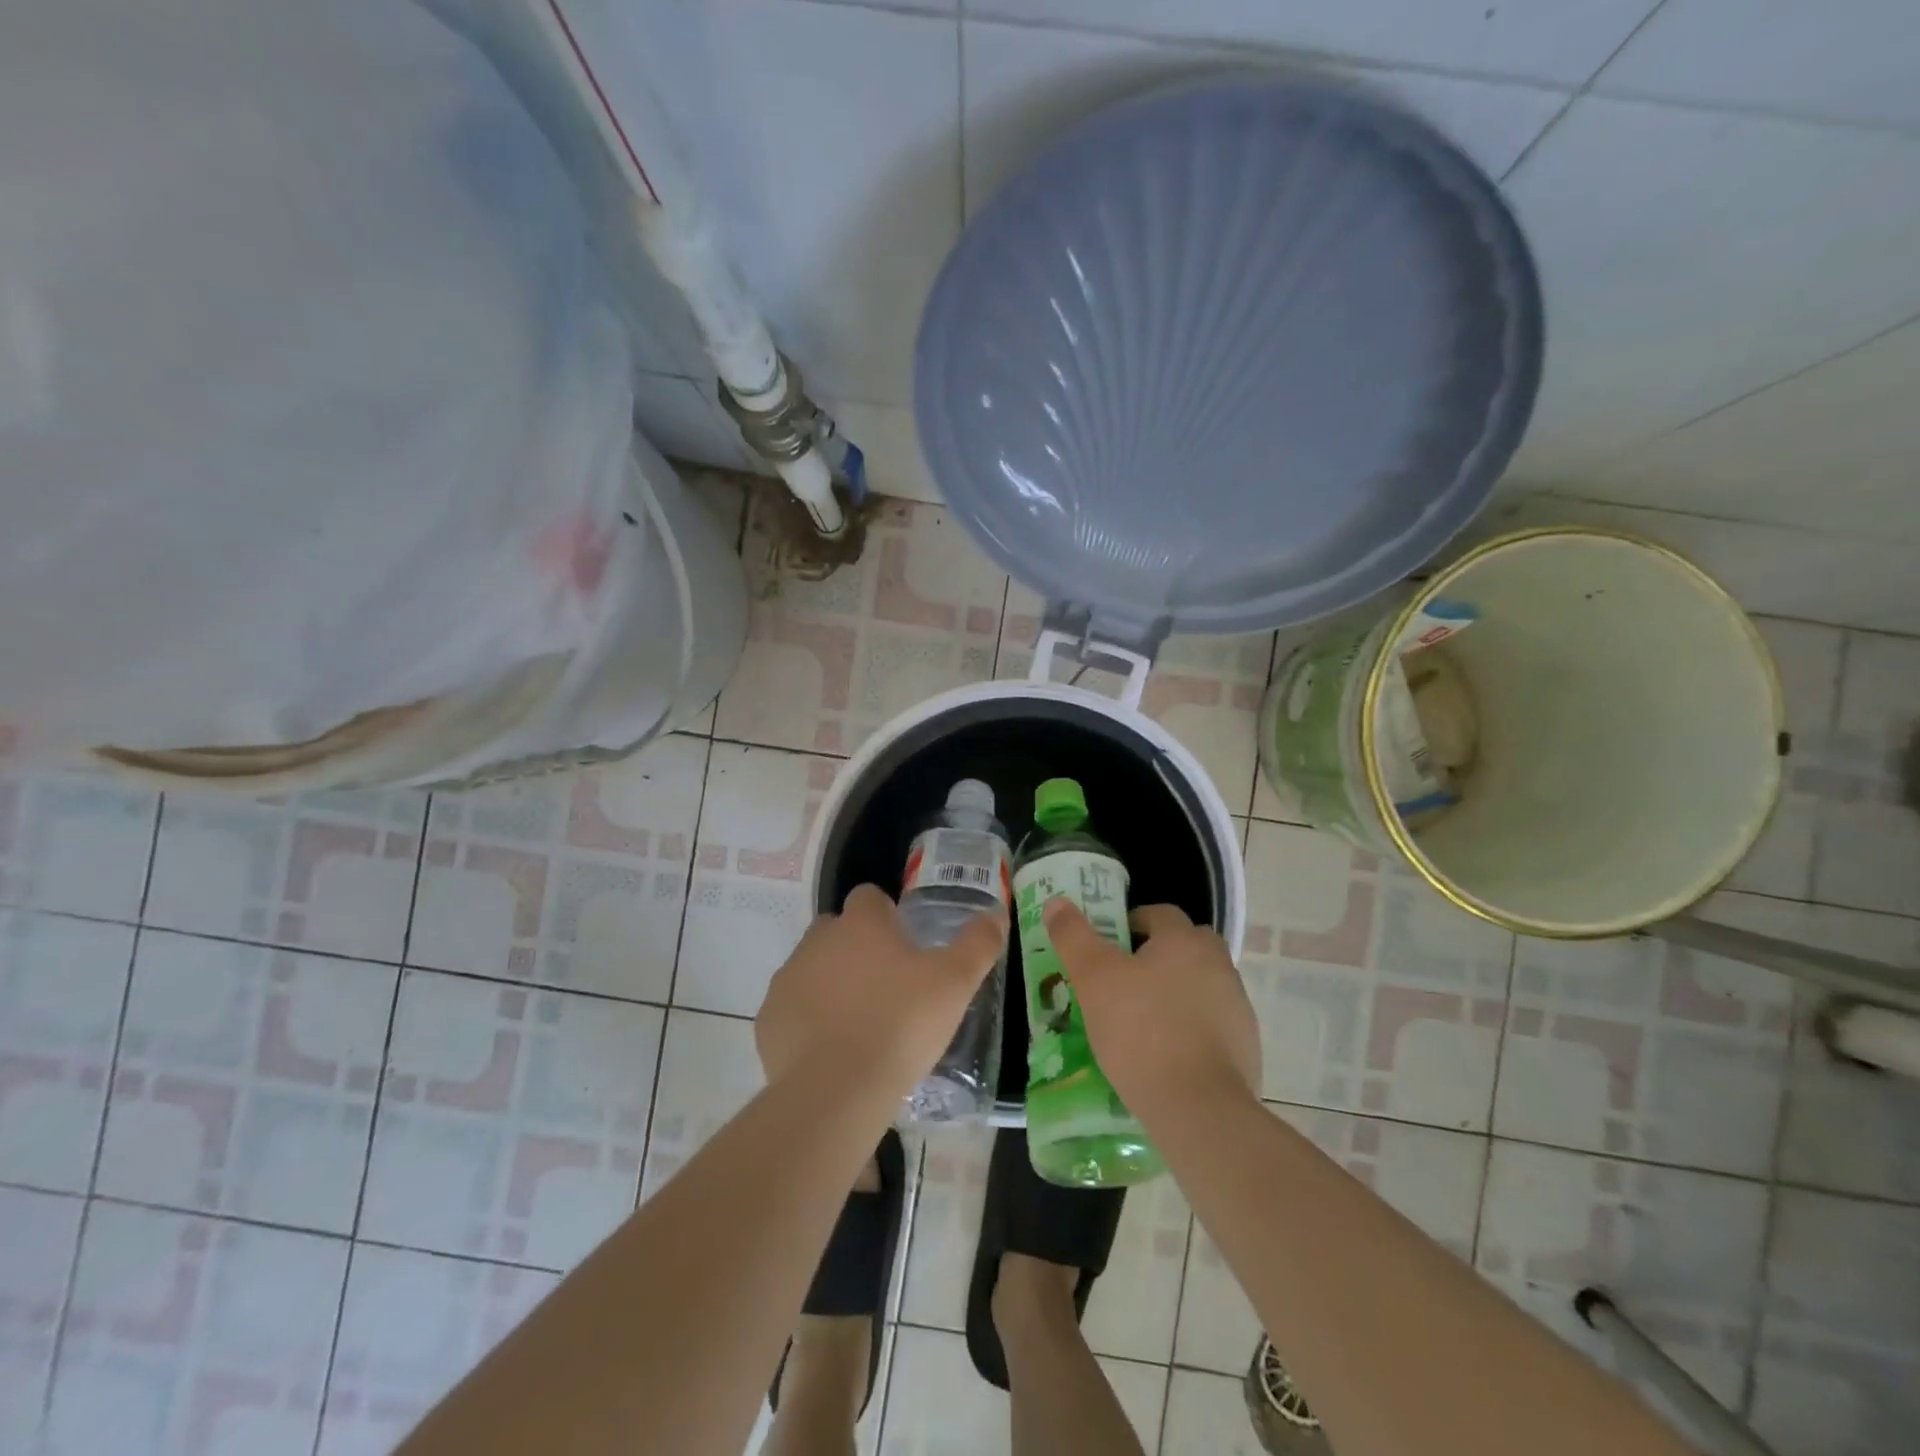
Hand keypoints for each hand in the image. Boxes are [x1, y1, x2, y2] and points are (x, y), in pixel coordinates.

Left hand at [756, 884, 1006, 1096]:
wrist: (837, 1090)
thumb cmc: (901, 1024)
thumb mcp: (955, 983)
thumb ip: (978, 944)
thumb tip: (995, 913)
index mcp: (861, 923)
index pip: (870, 897)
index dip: (887, 915)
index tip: (904, 946)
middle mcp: (818, 940)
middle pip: (837, 930)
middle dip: (857, 949)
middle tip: (886, 987)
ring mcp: (788, 979)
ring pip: (813, 968)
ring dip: (832, 984)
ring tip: (861, 1024)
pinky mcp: (768, 1020)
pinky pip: (792, 1009)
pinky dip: (808, 1020)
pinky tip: (832, 1050)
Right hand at [1042, 900, 1260, 1115]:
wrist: (1200, 1108)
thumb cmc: (1141, 1031)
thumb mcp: (1093, 979)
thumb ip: (1073, 936)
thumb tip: (1057, 902)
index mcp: (1185, 941)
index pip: (1159, 913)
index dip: (1131, 923)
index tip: (1109, 947)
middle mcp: (1218, 964)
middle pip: (1186, 946)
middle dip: (1158, 955)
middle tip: (1125, 981)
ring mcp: (1237, 1006)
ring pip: (1200, 984)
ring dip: (1176, 992)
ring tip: (1141, 1021)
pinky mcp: (1246, 1045)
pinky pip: (1212, 1023)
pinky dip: (1192, 1028)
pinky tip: (1166, 1054)